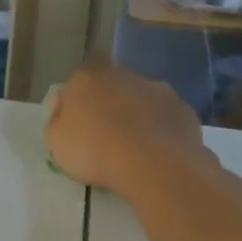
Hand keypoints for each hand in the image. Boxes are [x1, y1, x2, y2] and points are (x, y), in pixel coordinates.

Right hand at [47, 62, 212, 203]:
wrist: (153, 166)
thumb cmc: (94, 149)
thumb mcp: (55, 140)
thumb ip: (57, 119)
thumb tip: (64, 108)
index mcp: (90, 76)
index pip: (81, 76)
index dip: (81, 96)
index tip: (79, 118)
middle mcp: (126, 75)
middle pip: (114, 86)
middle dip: (111, 104)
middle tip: (106, 135)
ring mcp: (160, 91)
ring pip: (143, 101)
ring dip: (138, 116)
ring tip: (134, 149)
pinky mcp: (186, 112)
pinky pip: (167, 120)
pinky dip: (161, 132)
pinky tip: (157, 155)